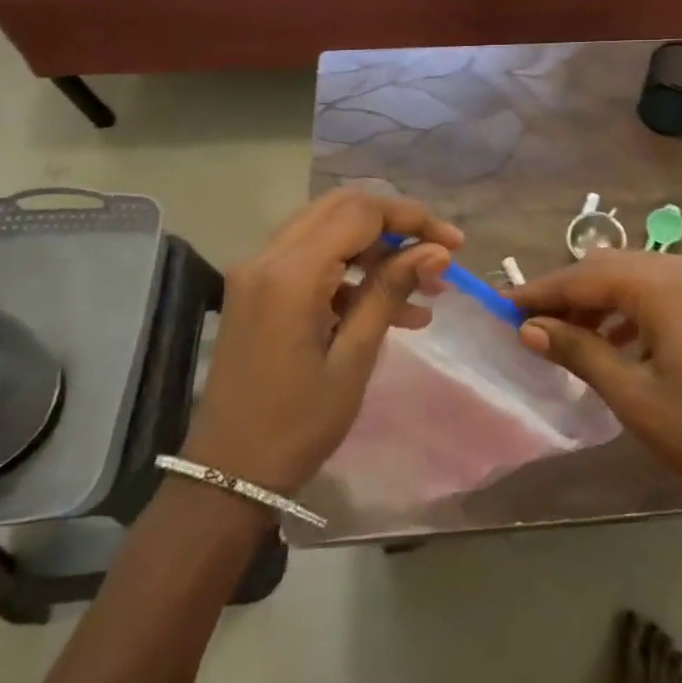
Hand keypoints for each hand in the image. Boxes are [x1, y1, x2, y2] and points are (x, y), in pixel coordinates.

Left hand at [183, 189, 461, 494]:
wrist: (227, 474)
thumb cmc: (297, 424)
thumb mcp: (354, 359)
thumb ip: (390, 291)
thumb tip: (437, 251)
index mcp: (291, 273)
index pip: (361, 212)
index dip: (412, 218)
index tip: (454, 244)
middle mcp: (268, 256)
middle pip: (343, 208)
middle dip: (396, 224)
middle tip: (437, 254)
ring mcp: (258, 271)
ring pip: (329, 230)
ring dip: (377, 249)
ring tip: (426, 289)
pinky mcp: (258, 289)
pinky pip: (313, 259)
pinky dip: (353, 272)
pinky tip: (394, 310)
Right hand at [513, 252, 681, 492]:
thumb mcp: (633, 395)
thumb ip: (579, 352)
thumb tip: (528, 328)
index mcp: (661, 283)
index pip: (584, 275)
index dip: (541, 291)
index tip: (503, 305)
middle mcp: (681, 266)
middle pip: (607, 267)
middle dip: (567, 293)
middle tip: (530, 323)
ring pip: (632, 275)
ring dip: (597, 299)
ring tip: (566, 335)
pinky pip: (657, 288)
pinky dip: (628, 307)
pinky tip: (611, 340)